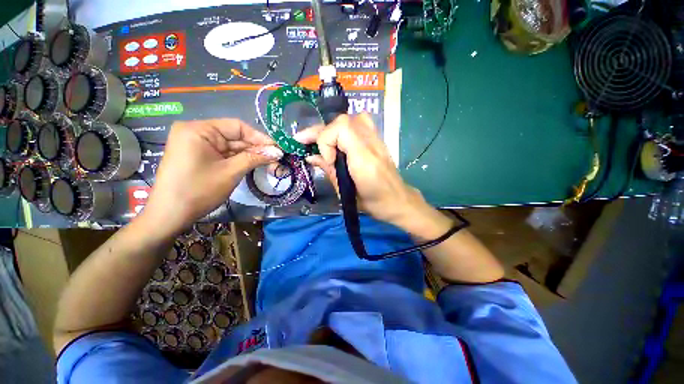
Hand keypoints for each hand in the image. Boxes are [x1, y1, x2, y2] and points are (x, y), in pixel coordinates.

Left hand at [141, 119, 281, 234]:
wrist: (170, 215)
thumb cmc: (199, 190)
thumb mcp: (231, 172)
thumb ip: (255, 158)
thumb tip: (278, 152)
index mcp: (199, 129)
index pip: (237, 126)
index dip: (260, 137)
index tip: (278, 148)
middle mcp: (196, 132)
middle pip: (234, 136)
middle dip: (256, 148)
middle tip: (276, 158)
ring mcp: (196, 144)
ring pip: (230, 146)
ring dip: (249, 155)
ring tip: (269, 162)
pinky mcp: (198, 155)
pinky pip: (223, 154)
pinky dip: (238, 160)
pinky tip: (253, 164)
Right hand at [295, 114, 442, 233]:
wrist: (398, 200)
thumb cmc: (373, 203)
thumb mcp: (345, 192)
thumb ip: (328, 170)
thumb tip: (310, 157)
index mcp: (364, 159)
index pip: (340, 129)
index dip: (325, 141)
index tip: (327, 161)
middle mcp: (371, 143)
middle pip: (343, 121)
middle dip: (322, 132)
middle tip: (305, 141)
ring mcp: (377, 139)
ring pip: (350, 119)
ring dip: (332, 129)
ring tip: (321, 142)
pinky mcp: (378, 140)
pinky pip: (359, 123)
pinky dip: (344, 129)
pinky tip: (338, 141)